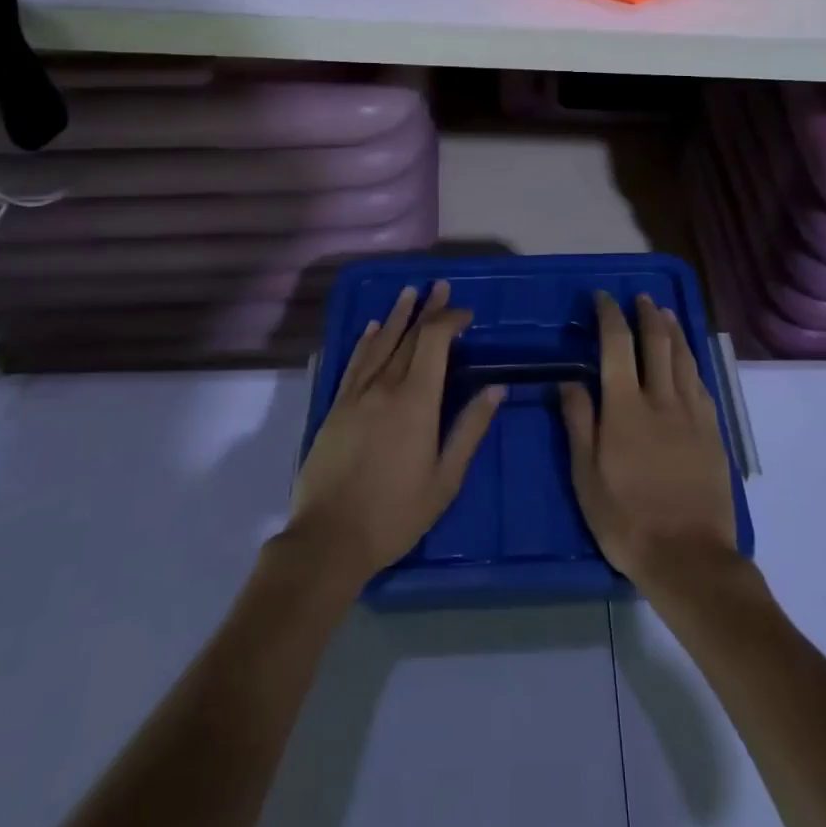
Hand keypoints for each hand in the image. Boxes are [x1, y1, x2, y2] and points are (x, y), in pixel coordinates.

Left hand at [287, 282, 503, 587]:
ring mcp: (356, 395)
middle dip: (428, 310)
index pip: (434, 342)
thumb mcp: (445, 478)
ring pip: (380, 344)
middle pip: (409, 336)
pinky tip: (373, 328)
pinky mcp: (335, 407)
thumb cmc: (396, 513)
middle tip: (440, 286)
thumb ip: (470, 428)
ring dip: (398, 316)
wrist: (329, 539)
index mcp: (416, 401)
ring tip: (409, 292)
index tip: (466, 314)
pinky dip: (366, 341)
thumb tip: (496, 389)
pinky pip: (354, 363)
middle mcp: (385, 386)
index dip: (450, 320)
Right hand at [560, 291, 741, 595]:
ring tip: (665, 312)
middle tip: (640, 297)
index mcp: (625, 407)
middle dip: (647, 314)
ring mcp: (692, 414)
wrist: (690, 557)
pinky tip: (688, 359)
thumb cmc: (627, 521)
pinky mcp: (713, 431)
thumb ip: (579, 423)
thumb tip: (569, 380)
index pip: (617, 345)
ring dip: (673, 329)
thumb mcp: (587, 477)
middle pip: (657, 342)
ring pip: (683, 357)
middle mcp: (661, 399)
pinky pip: (700, 384)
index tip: (603, 298)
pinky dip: (691, 361)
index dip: (610, 315)